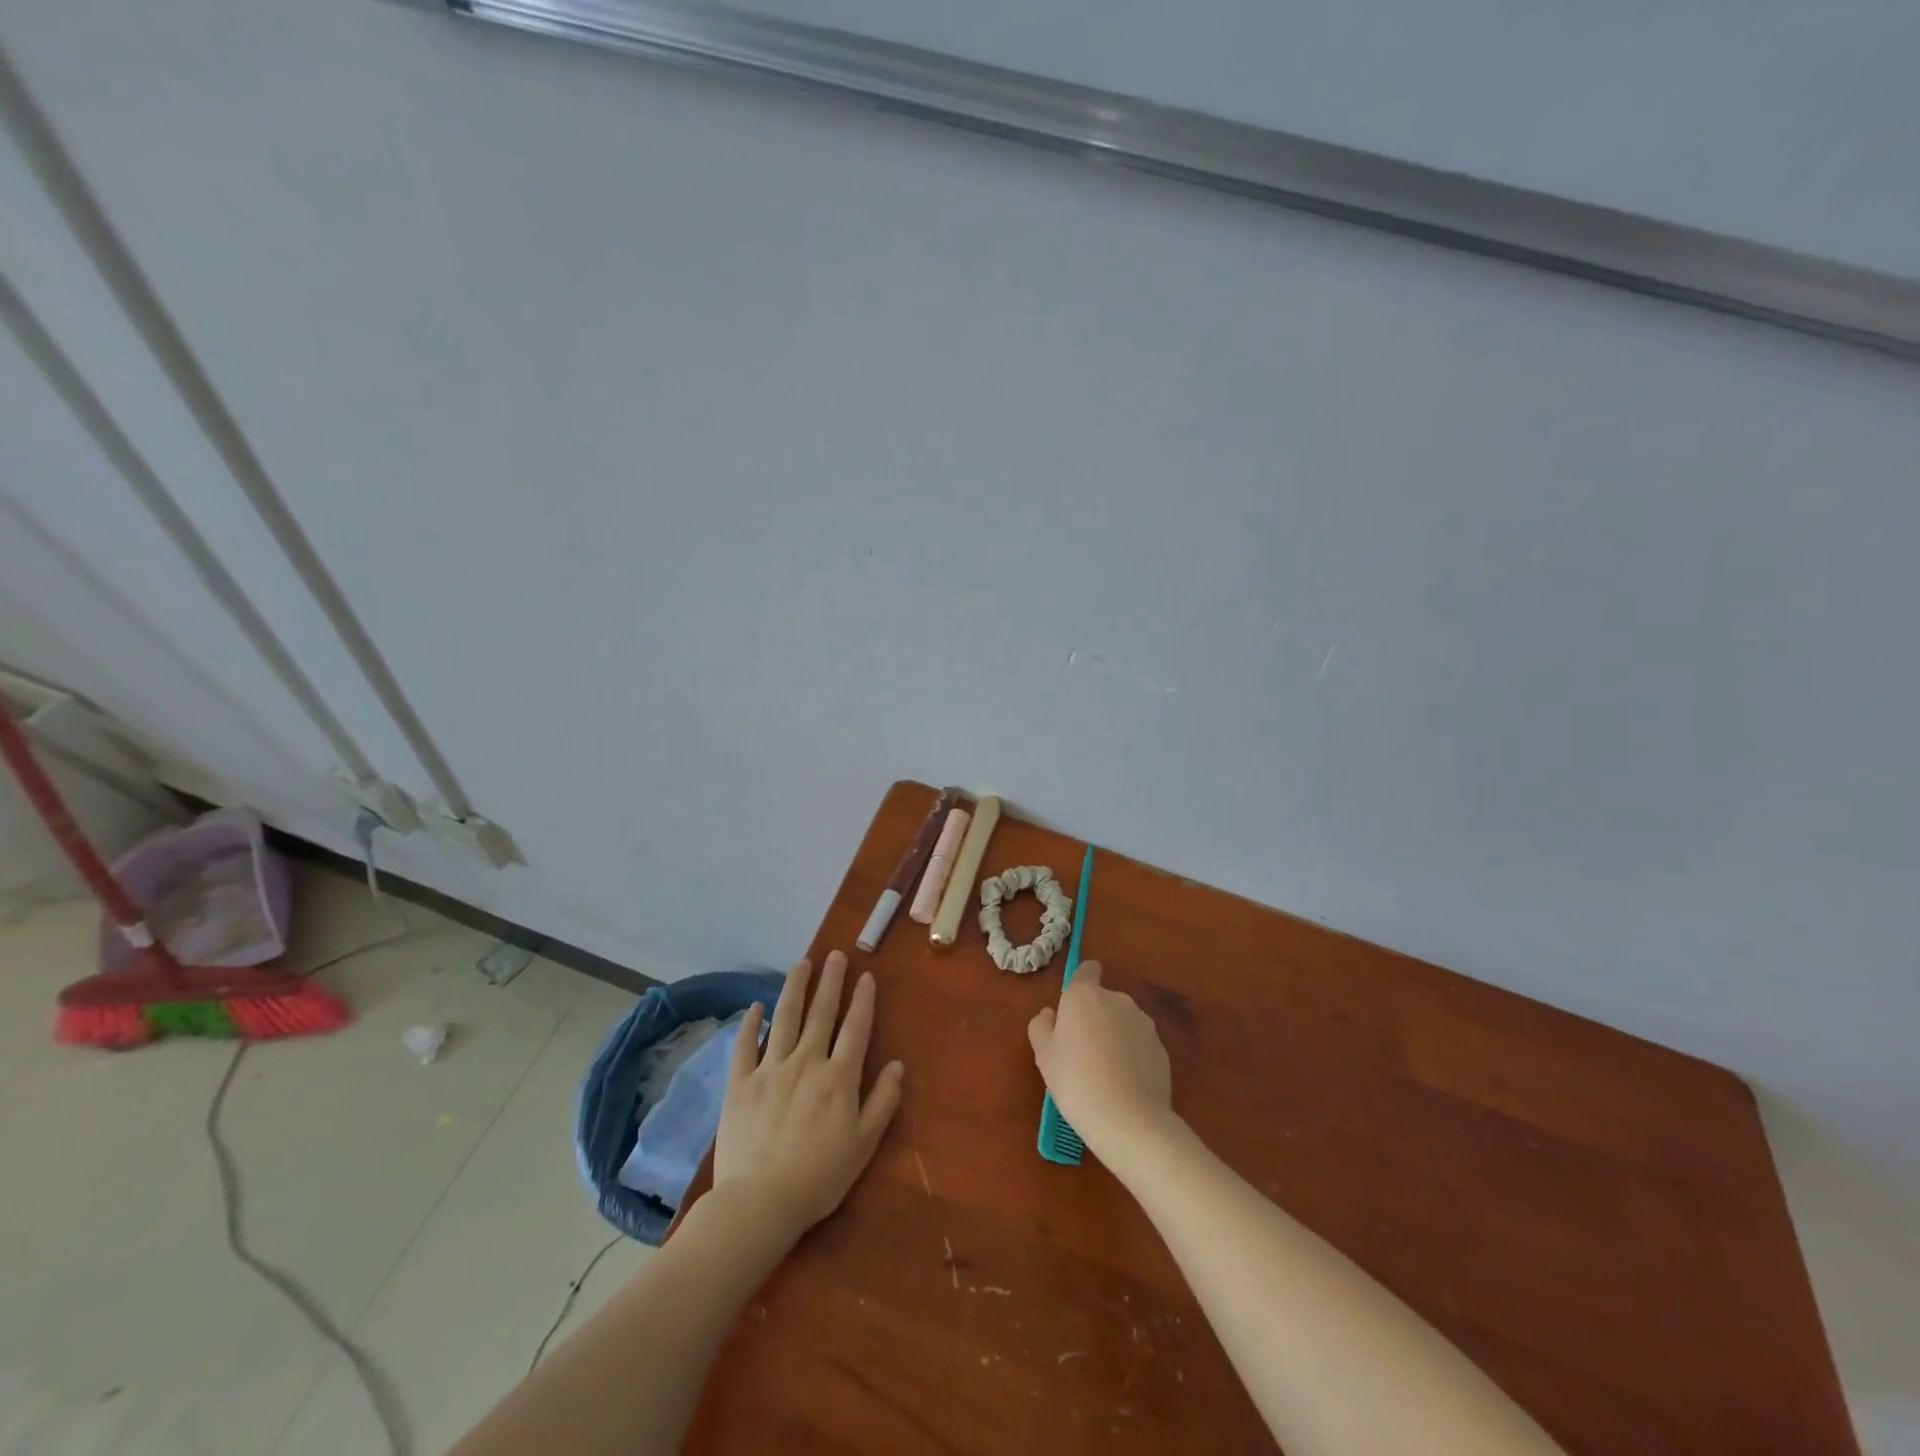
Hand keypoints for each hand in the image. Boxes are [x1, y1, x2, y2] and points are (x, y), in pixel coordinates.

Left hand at [713, 951, 905, 1239]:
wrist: (760, 1202)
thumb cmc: (819, 1177)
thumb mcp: (863, 1144)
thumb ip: (882, 1101)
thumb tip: (898, 1065)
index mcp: (839, 1077)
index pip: (856, 1028)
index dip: (863, 1000)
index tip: (866, 975)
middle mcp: (806, 1062)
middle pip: (821, 1013)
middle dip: (831, 981)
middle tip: (835, 955)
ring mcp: (770, 1069)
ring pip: (785, 1018)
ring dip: (795, 988)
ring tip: (802, 964)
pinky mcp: (740, 1083)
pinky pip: (745, 1045)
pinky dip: (750, 1024)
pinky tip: (756, 1006)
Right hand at [1028, 960, 1174, 1161]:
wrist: (1128, 1120)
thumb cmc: (1076, 1081)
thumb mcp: (1044, 1056)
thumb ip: (1042, 1027)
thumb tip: (1050, 1015)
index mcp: (1084, 995)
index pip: (1087, 970)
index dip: (1081, 982)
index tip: (1073, 1008)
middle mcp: (1117, 999)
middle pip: (1104, 999)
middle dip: (1094, 1017)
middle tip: (1081, 1051)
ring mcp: (1144, 1023)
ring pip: (1123, 1022)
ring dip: (1114, 1035)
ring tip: (1105, 1072)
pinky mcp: (1162, 1048)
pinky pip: (1140, 1044)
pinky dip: (1132, 1055)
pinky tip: (1124, 1084)